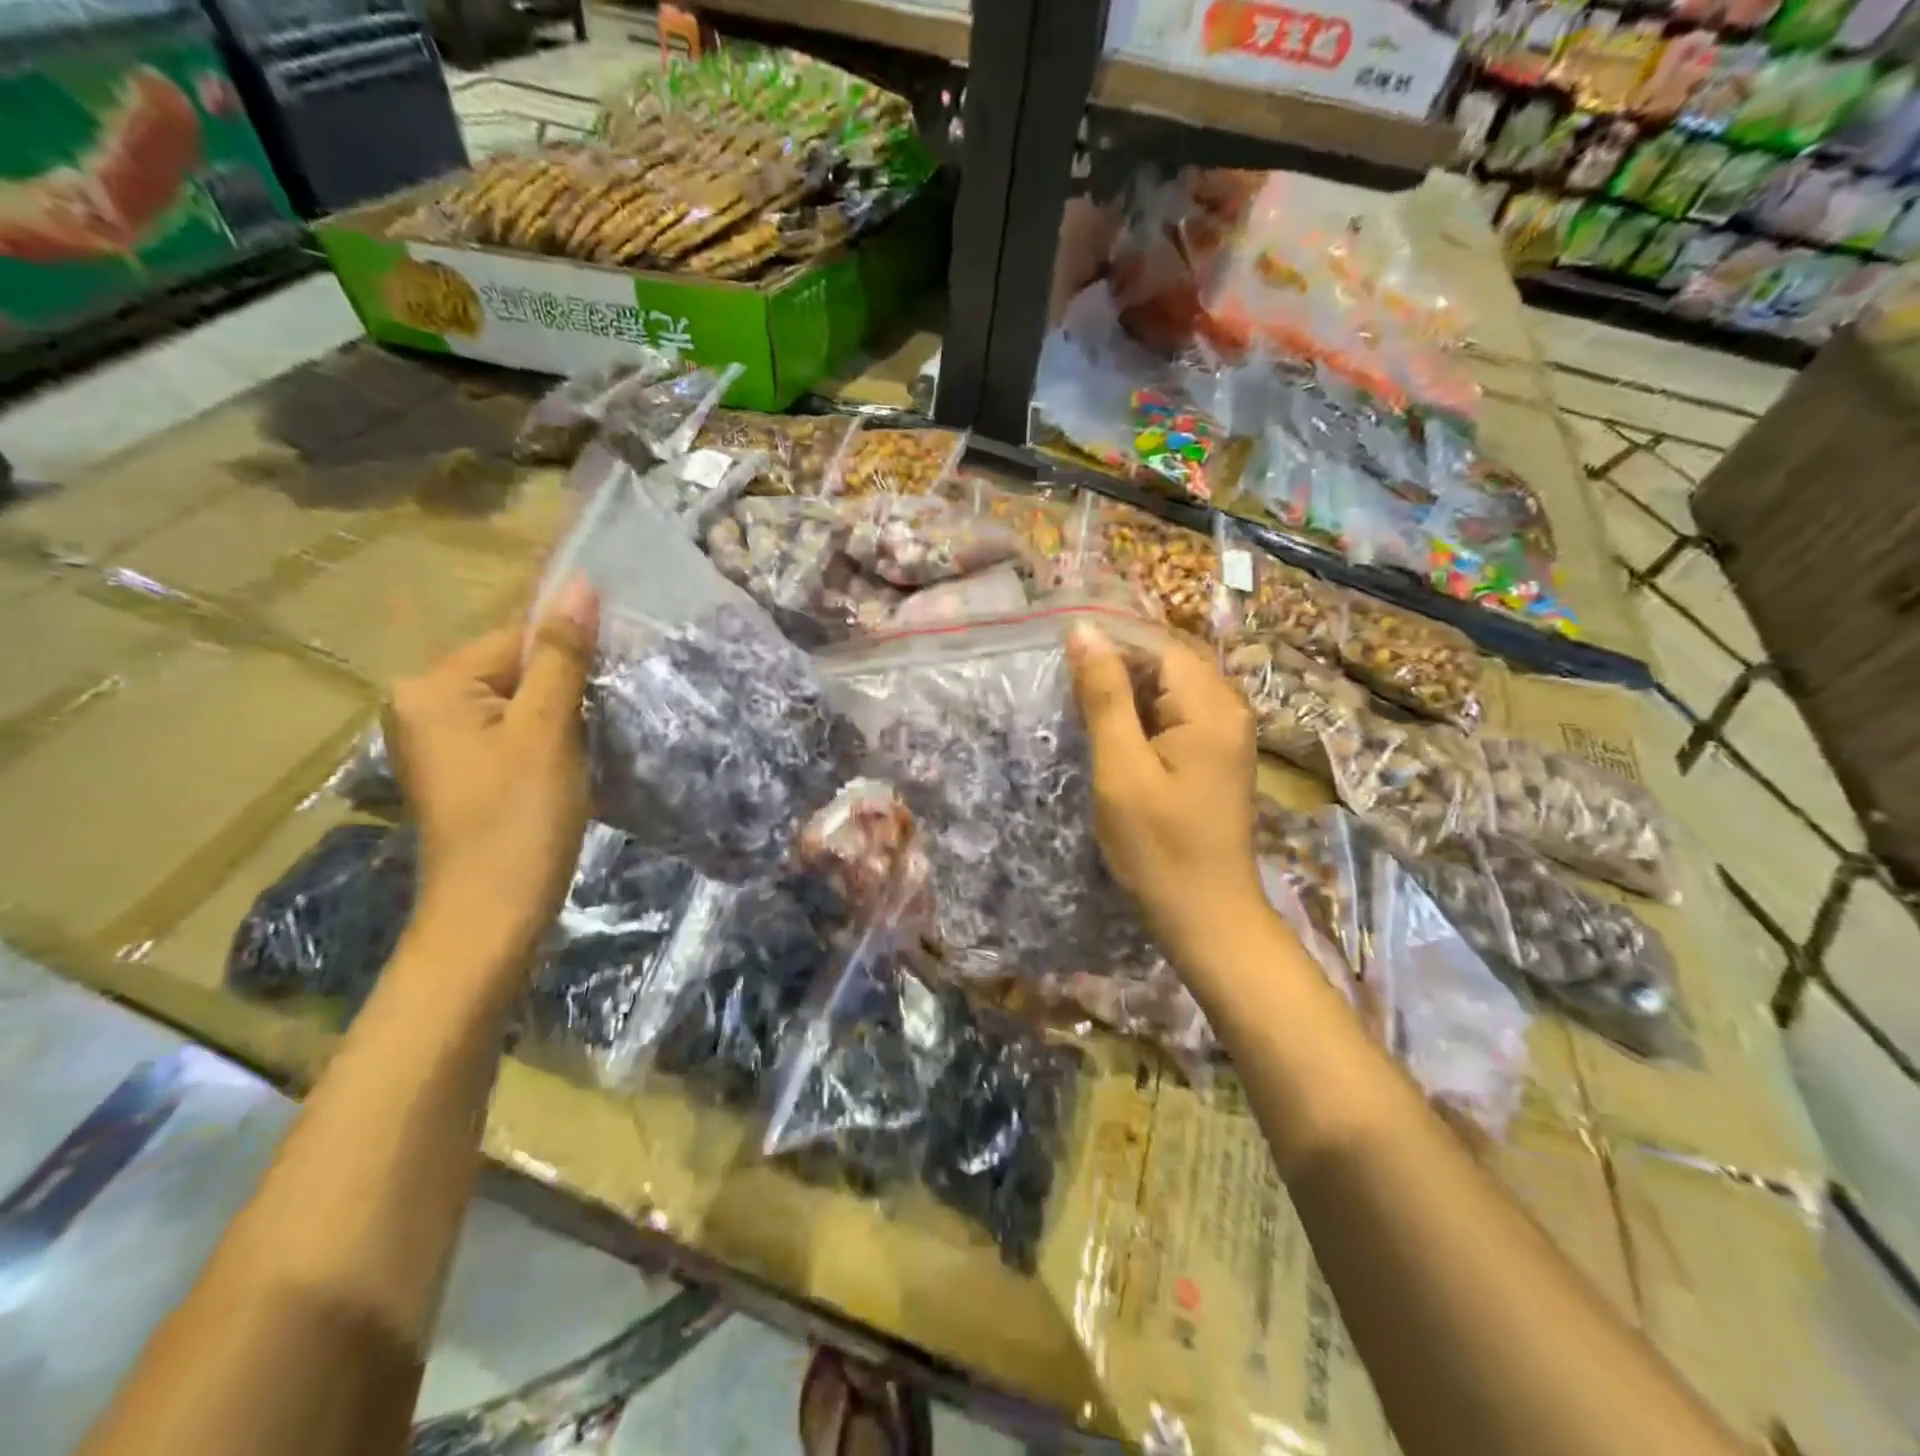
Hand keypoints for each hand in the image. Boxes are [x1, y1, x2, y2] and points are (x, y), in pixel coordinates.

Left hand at [385, 581, 599, 977]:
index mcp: (432, 686)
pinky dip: (545, 739)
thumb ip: (561, 655)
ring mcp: (439, 740)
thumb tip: (579, 584)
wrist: (492, 914)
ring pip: (517, 702)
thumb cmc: (520, 818)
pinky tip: (569, 764)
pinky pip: (510, 731)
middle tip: (602, 719)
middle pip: (514, 668)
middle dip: (564, 687)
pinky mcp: (460, 769)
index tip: (612, 681)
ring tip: (589, 744)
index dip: (570, 655)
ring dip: (560, 715)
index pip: (516, 637)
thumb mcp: (547, 730)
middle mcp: (422, 704)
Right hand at [1068, 621, 1263, 957]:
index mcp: (1211, 705)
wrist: (1206, 915)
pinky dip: (1142, 720)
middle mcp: (1228, 708)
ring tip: (1083, 715)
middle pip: (1166, 663)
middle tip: (1068, 696)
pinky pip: (1176, 716)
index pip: (1158, 644)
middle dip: (1116, 671)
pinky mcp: (1216, 755)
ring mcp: (1226, 733)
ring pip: (1168, 689)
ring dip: (1125, 696)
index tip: (1063, 664)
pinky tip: (1114, 740)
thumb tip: (1085, 631)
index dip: (1110, 646)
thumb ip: (1104, 696)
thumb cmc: (1158, 847)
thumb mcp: (1121, 769)